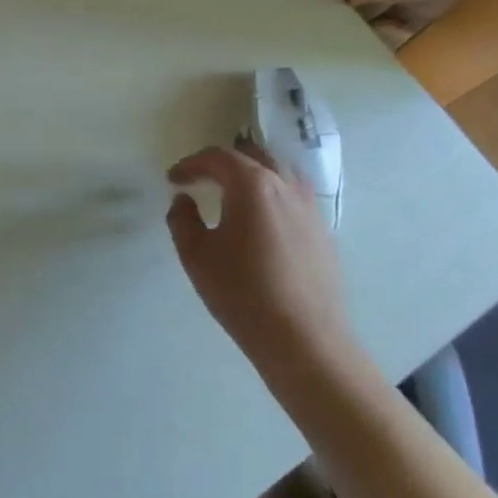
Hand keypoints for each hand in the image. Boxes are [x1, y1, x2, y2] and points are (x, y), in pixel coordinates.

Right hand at [166, 140, 352, 371]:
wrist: (305, 341)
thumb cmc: (243, 293)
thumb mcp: (196, 256)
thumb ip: (182, 220)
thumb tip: (184, 201)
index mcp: (252, 184)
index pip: (216, 157)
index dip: (190, 164)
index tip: (173, 180)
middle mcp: (285, 185)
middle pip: (252, 156)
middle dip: (223, 163)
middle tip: (203, 179)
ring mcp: (310, 208)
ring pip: (279, 173)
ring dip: (253, 175)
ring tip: (234, 194)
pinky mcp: (324, 232)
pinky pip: (294, 197)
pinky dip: (273, 195)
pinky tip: (263, 221)